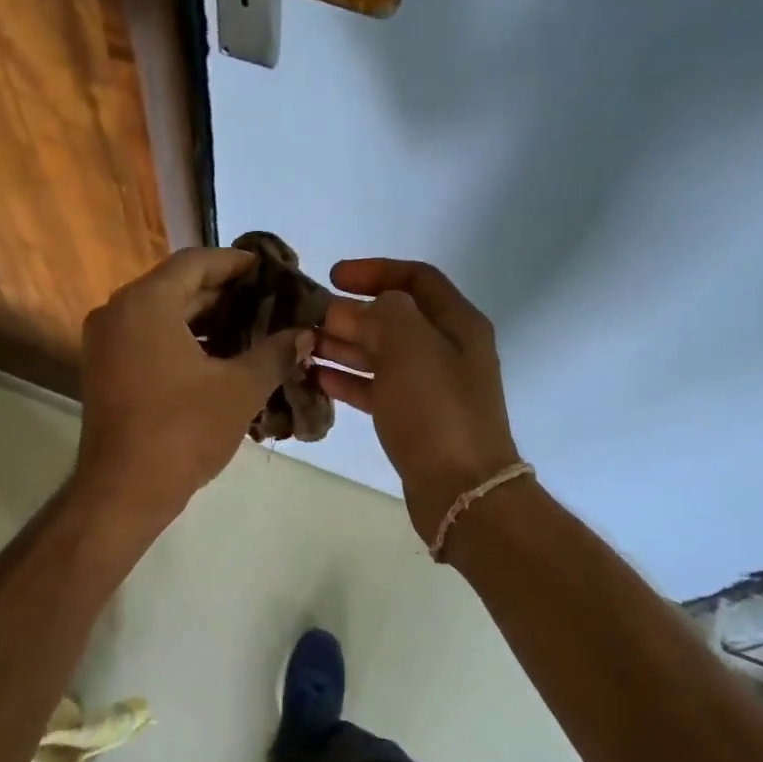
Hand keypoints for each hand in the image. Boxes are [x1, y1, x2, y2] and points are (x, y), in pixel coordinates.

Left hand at [75, 248, 309, 522]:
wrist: (124, 491)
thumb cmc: (183, 431)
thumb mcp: (240, 389)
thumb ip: (275, 353)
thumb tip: (305, 335)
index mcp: (146, 303)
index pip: (196, 262)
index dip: (236, 263)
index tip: (270, 269)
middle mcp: (117, 312)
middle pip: (177, 286)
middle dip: (225, 293)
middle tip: (269, 301)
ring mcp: (106, 343)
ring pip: (162, 314)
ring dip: (206, 319)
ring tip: (252, 328)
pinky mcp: (105, 370)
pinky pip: (148, 338)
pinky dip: (183, 340)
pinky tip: (220, 357)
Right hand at [315, 258, 520, 543]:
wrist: (461, 490)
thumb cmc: (436, 410)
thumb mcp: (410, 346)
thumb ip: (382, 313)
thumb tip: (356, 310)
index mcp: (457, 324)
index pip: (416, 278)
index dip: (375, 271)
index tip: (333, 276)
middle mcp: (446, 350)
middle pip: (393, 318)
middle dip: (350, 313)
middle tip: (306, 316)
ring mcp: (430, 387)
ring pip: (380, 354)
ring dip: (342, 345)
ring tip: (301, 345)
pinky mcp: (413, 419)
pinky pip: (375, 388)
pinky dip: (347, 380)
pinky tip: (315, 377)